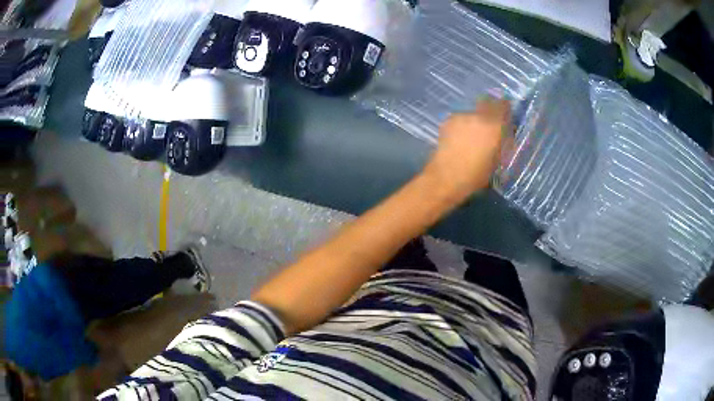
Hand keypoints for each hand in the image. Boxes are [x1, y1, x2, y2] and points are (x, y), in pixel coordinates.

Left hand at [422, 97, 510, 202]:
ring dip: (475, 119)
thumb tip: (506, 131)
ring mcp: (462, 116)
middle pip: (487, 103)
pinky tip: (460, 137)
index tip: (505, 114)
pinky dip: (464, 124)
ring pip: (473, 111)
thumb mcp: (497, 160)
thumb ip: (503, 141)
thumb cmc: (476, 174)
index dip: (505, 108)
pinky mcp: (449, 120)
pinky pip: (461, 118)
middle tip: (489, 124)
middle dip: (490, 110)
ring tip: (472, 134)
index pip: (503, 105)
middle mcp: (479, 115)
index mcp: (495, 125)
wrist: (447, 176)